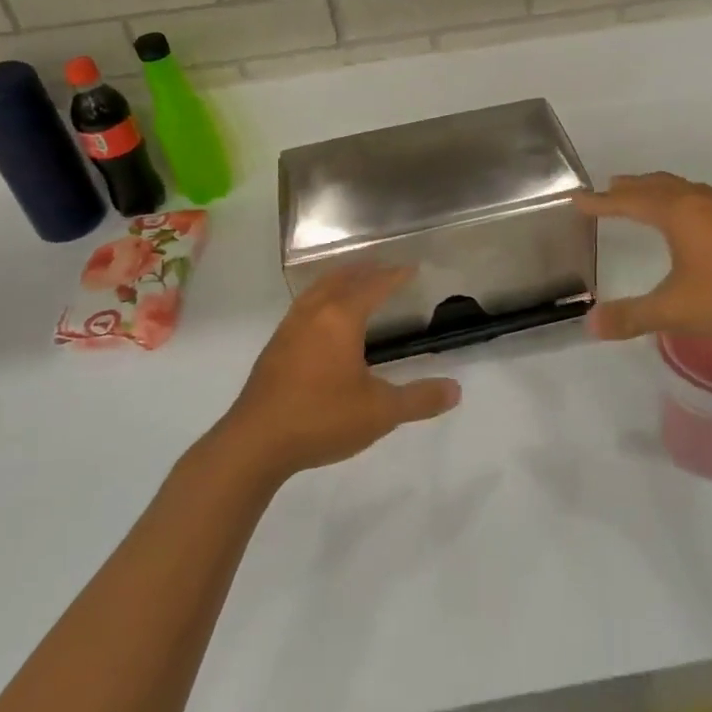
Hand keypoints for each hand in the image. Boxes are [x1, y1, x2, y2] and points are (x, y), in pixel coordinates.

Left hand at [221, 264, 460, 480]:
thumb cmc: (322, 419)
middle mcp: (314, 314)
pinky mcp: (275, 347)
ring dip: (339, 280)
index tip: (411, 268)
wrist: (255, 443)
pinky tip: (323, 321)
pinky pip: (303, 306)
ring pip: (317, 290)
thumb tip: (456, 390)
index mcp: (341, 319)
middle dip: (365, 270)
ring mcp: (289, 329)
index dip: (394, 275)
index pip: (373, 286)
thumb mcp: (381, 412)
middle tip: (385, 269)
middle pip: (341, 278)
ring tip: (355, 284)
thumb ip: (419, 399)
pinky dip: (321, 298)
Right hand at [577, 172, 711, 341]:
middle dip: (630, 188)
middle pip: (657, 185)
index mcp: (678, 212)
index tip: (577, 200)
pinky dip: (682, 201)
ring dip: (658, 191)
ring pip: (683, 190)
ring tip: (645, 198)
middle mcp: (701, 201)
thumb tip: (590, 326)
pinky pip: (703, 199)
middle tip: (608, 190)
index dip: (601, 202)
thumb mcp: (675, 310)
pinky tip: (693, 221)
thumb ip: (631, 317)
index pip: (628, 201)